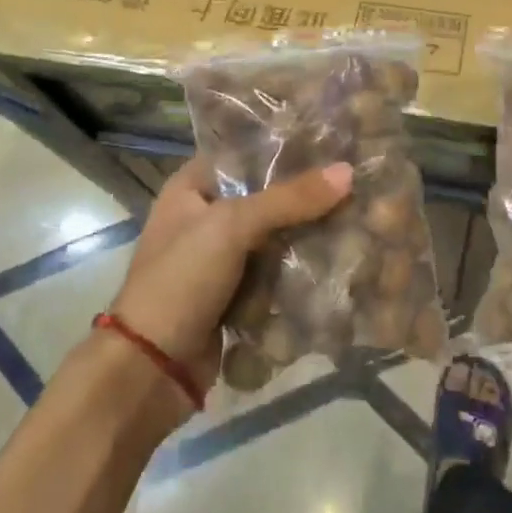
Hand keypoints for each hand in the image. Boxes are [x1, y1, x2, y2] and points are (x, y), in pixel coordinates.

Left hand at [110, 157, 352, 395]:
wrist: (152, 369)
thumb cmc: (180, 281)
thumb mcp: (231, 227)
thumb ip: (289, 199)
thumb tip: (348, 172)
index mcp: (191, 188)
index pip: (245, 153)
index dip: (286, 148)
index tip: (334, 142)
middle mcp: (206, 217)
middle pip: (267, 196)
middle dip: (307, 196)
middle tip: (357, 183)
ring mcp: (222, 258)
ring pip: (276, 236)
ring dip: (309, 235)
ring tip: (360, 218)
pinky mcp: (237, 294)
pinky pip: (277, 272)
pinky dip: (301, 270)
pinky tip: (342, 259)